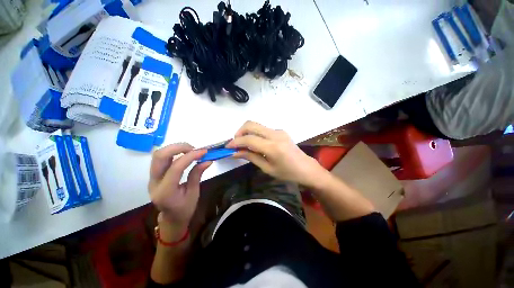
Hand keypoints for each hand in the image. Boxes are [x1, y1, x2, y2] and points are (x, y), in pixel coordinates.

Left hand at [148, 143, 211, 228]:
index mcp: (166, 191)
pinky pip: (161, 158)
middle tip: (194, 149)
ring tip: (190, 150)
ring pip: (158, 155)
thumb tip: (208, 160)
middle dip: (178, 147)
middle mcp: (155, 183)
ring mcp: (152, 178)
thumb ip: (197, 174)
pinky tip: (184, 154)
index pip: (175, 167)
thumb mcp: (194, 193)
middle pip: (159, 156)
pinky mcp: (154, 175)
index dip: (190, 156)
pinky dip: (173, 152)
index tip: (204, 152)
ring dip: (175, 148)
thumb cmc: (185, 209)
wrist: (171, 218)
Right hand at [226, 121, 327, 186]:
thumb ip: (251, 157)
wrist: (306, 168)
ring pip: (256, 125)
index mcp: (272, 147)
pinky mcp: (280, 131)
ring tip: (244, 144)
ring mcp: (279, 131)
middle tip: (235, 144)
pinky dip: (255, 133)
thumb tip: (235, 152)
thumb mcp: (267, 168)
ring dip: (246, 132)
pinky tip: (255, 143)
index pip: (248, 139)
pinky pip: (263, 129)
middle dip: (239, 132)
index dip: (235, 142)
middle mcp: (275, 134)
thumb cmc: (287, 173)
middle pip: (251, 124)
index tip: (227, 147)